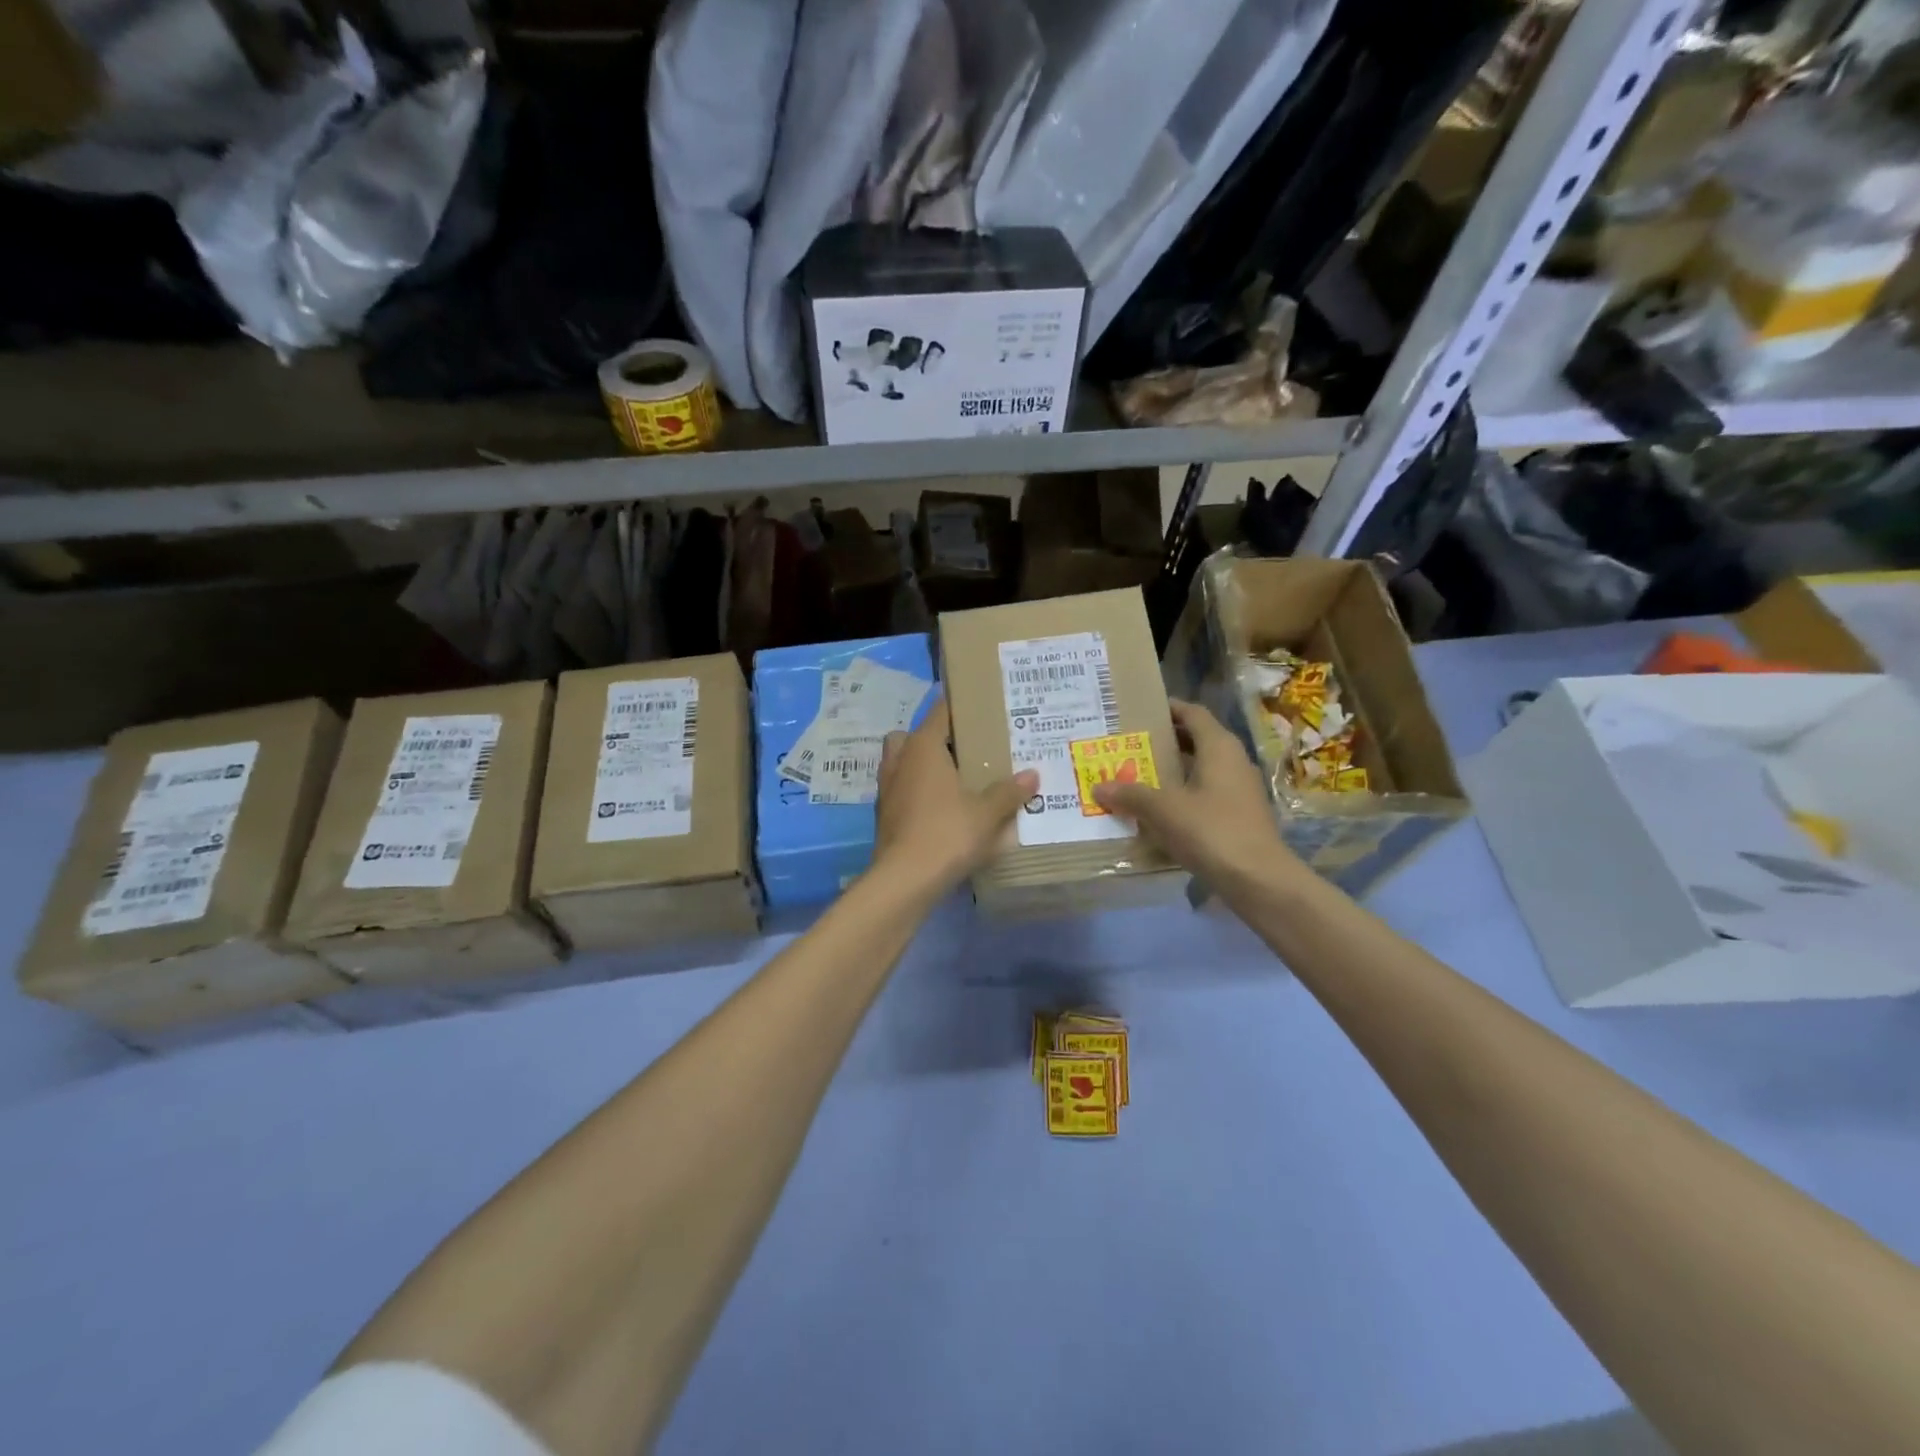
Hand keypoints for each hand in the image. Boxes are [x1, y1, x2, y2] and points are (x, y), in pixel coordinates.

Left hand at [872, 697, 1037, 897]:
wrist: (904, 880)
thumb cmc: (947, 833)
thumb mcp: (987, 813)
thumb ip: (1009, 792)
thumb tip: (1032, 775)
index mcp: (922, 747)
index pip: (940, 711)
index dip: (960, 706)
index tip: (981, 709)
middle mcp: (900, 760)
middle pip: (913, 736)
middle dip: (934, 740)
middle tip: (965, 752)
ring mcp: (887, 788)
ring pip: (902, 764)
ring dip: (922, 768)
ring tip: (955, 782)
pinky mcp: (884, 815)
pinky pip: (902, 791)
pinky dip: (918, 794)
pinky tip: (942, 811)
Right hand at [1093, 700, 1298, 890]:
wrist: (1259, 879)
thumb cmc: (1212, 830)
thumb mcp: (1163, 810)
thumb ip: (1131, 794)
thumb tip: (1099, 787)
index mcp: (1219, 747)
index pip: (1192, 713)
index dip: (1168, 708)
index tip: (1139, 709)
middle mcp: (1233, 761)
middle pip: (1196, 740)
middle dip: (1164, 741)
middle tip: (1129, 744)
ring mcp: (1239, 790)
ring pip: (1200, 769)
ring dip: (1172, 770)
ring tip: (1136, 776)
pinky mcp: (1239, 816)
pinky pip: (1205, 794)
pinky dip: (1182, 795)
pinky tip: (1157, 812)